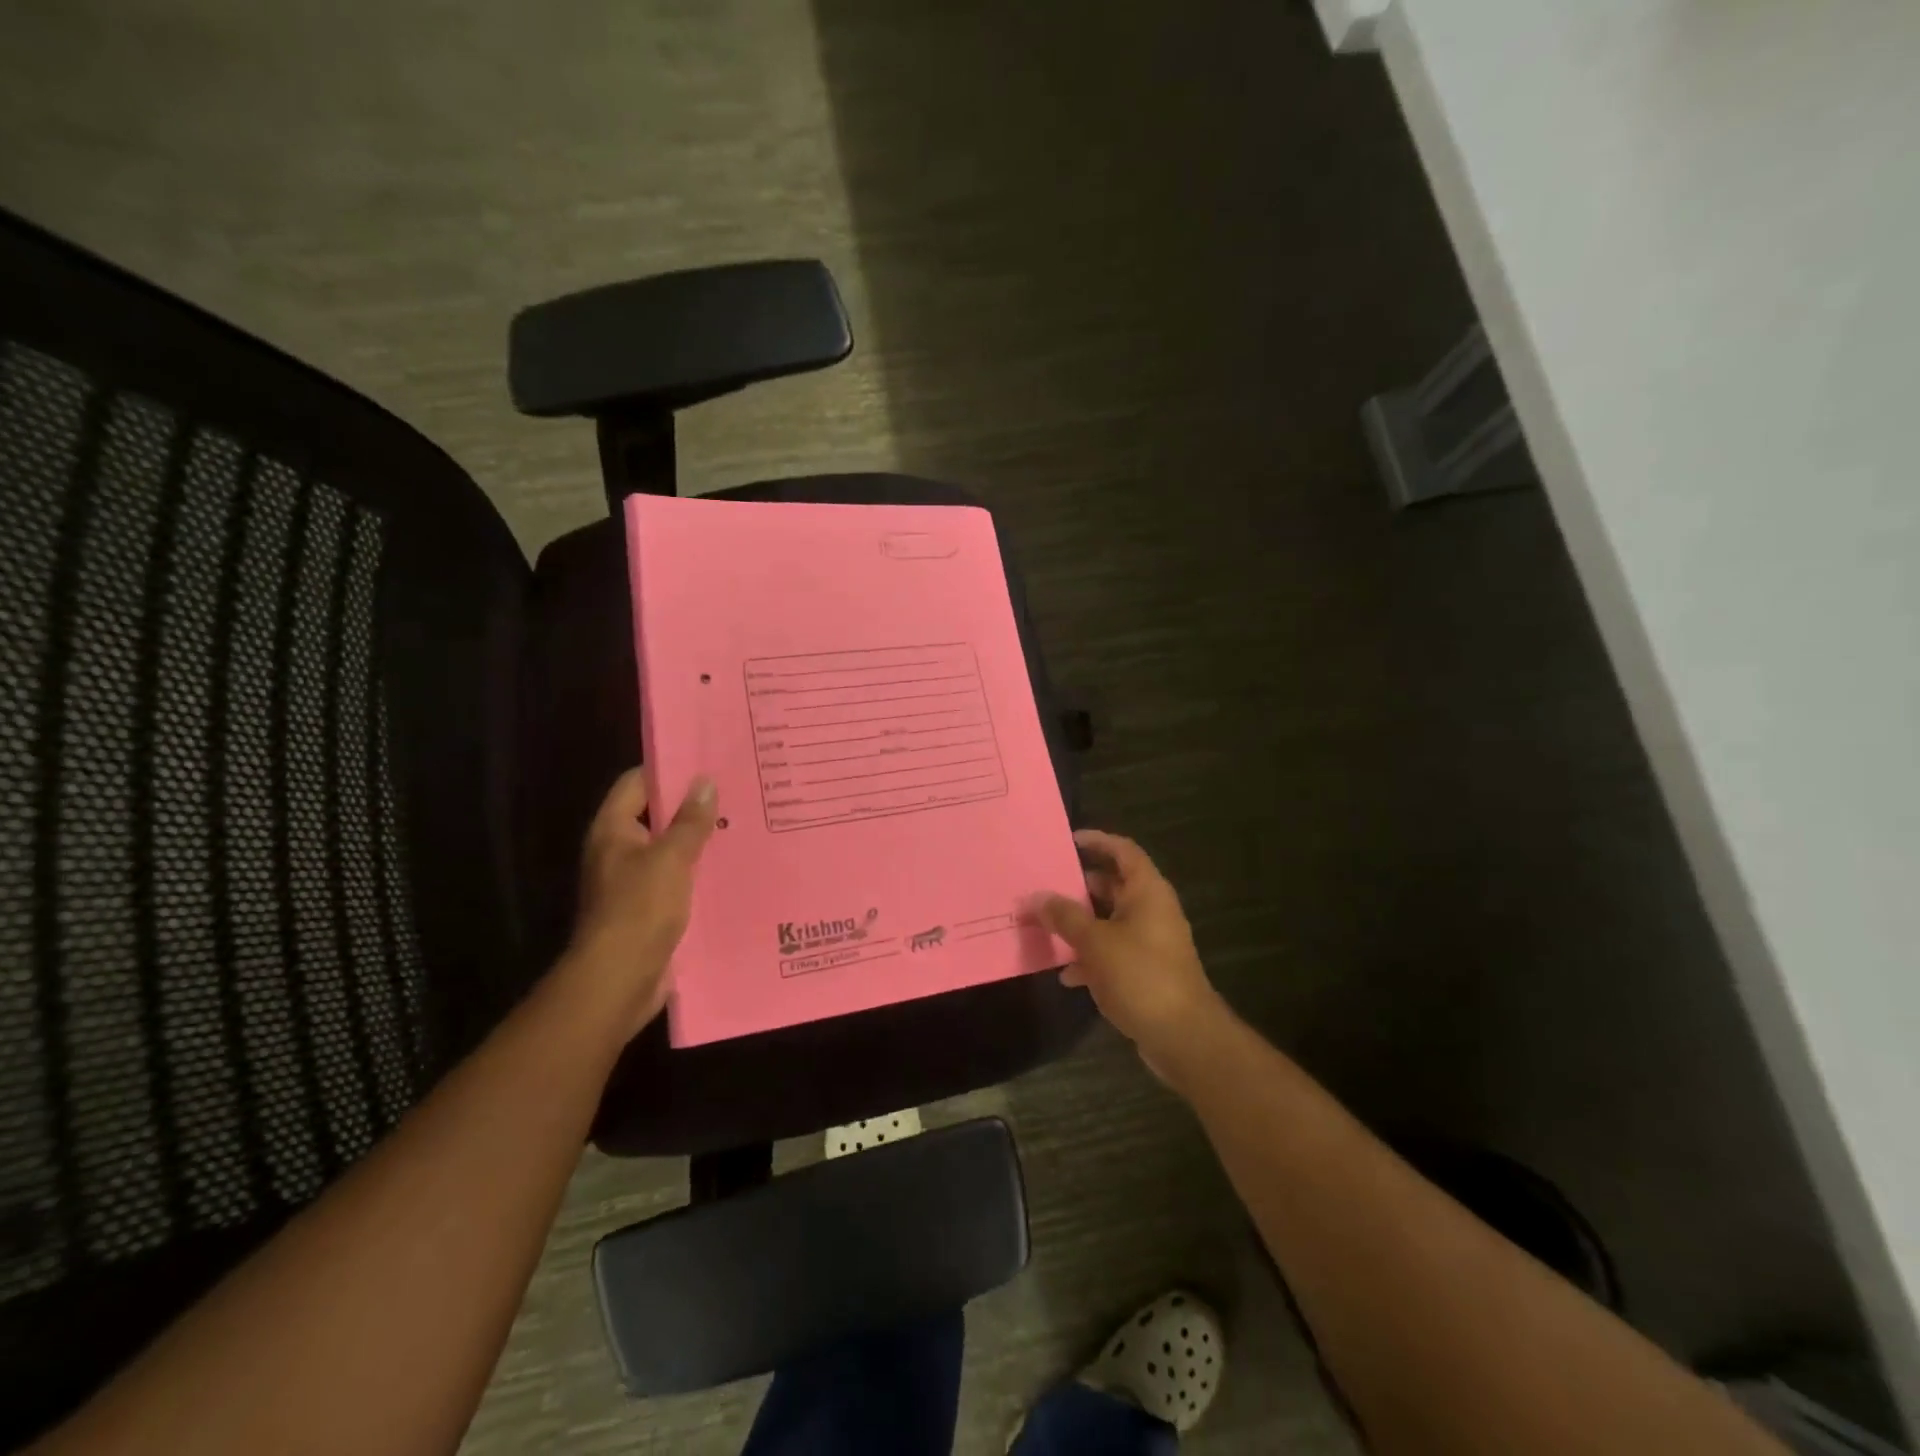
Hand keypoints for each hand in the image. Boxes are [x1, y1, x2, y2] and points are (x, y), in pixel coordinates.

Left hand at [565, 768, 718, 1036]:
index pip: (637, 783)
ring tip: (744, 823)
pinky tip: (734, 867)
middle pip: (657, 816)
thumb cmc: (639, 909)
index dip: (669, 770)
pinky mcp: (651, 909)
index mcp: (613, 831)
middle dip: (693, 806)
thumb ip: (689, 821)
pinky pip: (679, 880)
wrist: (619, 980)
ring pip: (672, 850)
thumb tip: (705, 782)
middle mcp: (620, 851)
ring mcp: (635, 882)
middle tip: (737, 790)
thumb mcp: (670, 858)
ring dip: (701, 840)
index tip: (709, 761)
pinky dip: (701, 872)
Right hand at [1036, 830, 1225, 1076]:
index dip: (1098, 841)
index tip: (1068, 840)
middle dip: (1079, 885)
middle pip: (1113, 886)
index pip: (1123, 851)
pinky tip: (1065, 973)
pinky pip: (1113, 953)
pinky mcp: (1146, 972)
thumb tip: (1037, 897)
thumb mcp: (1095, 942)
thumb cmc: (1141, 975)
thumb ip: (1064, 917)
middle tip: (1045, 883)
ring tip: (1045, 924)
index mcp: (1147, 892)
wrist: (1183, 1036)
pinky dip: (1090, 957)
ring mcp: (1150, 943)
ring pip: (1109, 921)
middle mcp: (1152, 911)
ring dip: (1080, 923)